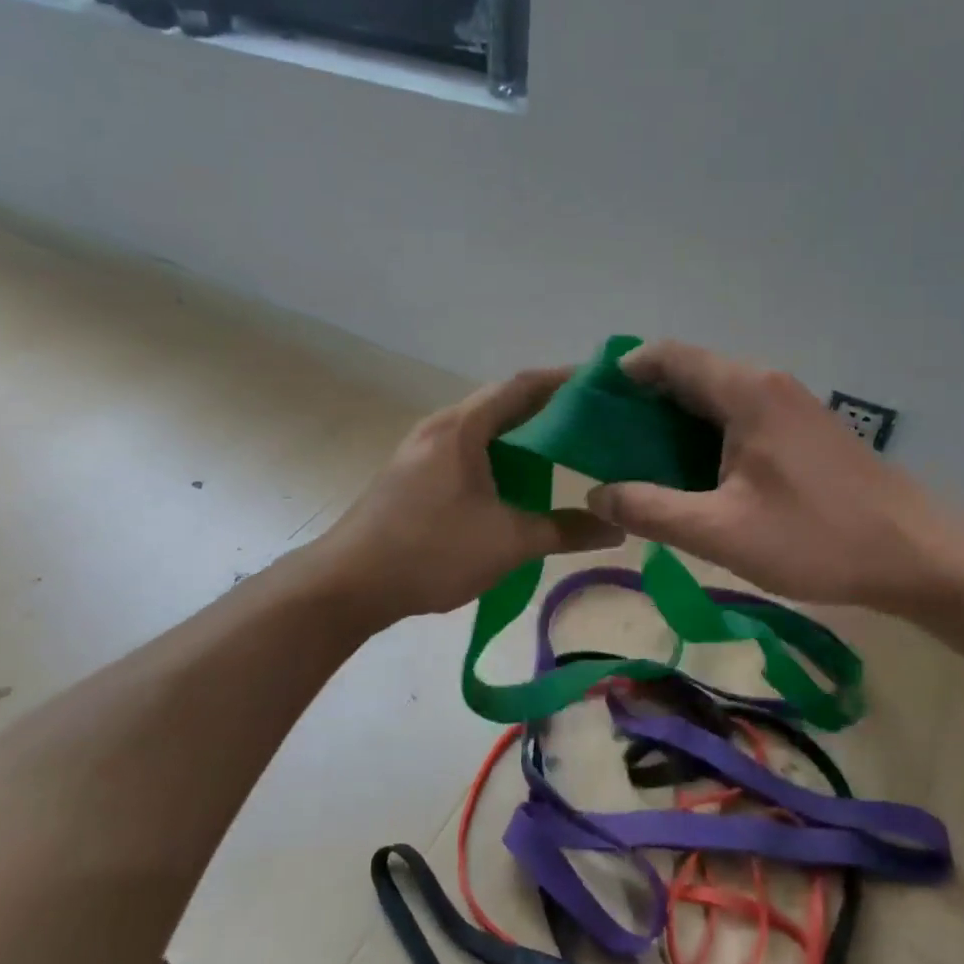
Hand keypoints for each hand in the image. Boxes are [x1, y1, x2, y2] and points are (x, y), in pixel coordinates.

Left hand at [299, 369, 623, 629]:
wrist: (347, 584)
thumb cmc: (431, 552)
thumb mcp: (507, 542)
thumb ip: (564, 531)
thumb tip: (616, 528)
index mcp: (463, 427)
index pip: (522, 386)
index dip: (564, 380)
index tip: (602, 383)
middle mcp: (441, 426)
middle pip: (502, 402)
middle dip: (548, 406)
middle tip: (594, 418)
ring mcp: (422, 449)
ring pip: (483, 427)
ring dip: (521, 432)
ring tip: (564, 446)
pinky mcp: (413, 473)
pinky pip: (467, 448)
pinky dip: (499, 453)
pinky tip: (518, 478)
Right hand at [586, 341, 956, 611]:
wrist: (916, 554)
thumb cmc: (817, 537)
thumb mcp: (721, 532)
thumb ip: (651, 510)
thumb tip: (597, 494)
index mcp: (744, 391)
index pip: (668, 356)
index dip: (623, 372)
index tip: (589, 406)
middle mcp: (765, 383)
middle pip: (688, 374)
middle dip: (641, 403)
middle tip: (604, 443)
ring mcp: (788, 404)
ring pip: (713, 398)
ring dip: (672, 423)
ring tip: (637, 463)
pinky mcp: (801, 429)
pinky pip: (737, 416)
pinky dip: (703, 435)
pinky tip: (692, 475)